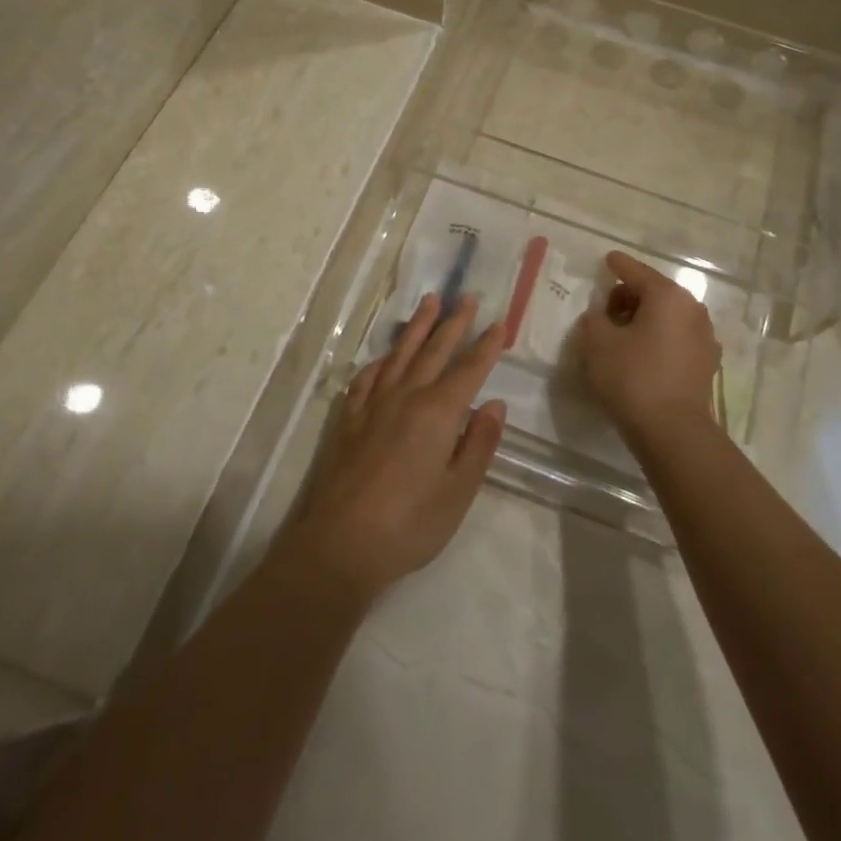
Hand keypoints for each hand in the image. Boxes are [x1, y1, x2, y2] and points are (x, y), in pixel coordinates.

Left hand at [291, 294, 506, 597]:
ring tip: (428, 303)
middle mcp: (405, 397)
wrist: (341, 543)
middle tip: (466, 297)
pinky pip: (367, 378)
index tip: (499, 323)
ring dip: (416, 327)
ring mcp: (373, 405)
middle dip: (453, 323)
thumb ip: (479, 444)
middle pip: (434, 350)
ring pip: (399, 355)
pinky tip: (383, 358)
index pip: (468, 369)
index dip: (486, 346)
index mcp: (437, 412)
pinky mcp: (348, 420)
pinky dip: (379, 362)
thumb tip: (494, 404)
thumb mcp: (458, 491)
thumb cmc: (410, 523)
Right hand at [577, 252, 721, 444]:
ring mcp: (704, 337)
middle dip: (628, 297)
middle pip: (655, 292)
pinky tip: (642, 356)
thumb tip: (601, 317)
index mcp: (668, 296)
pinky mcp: (706, 364)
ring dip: (644, 320)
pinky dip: (658, 339)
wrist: (672, 431)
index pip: (636, 272)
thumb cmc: (632, 377)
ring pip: (668, 316)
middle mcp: (692, 309)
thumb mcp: (597, 342)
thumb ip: (594, 319)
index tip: (607, 260)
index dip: (618, 265)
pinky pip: (676, 338)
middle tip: (604, 311)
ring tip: (621, 337)